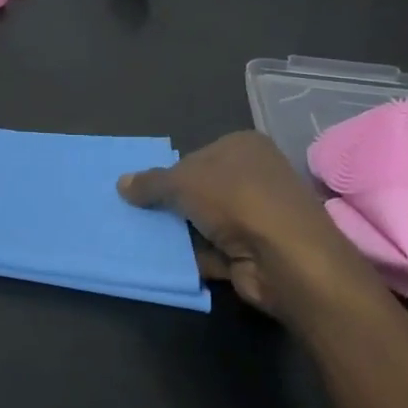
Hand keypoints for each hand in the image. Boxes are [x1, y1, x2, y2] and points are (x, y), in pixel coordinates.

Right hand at [119, 132, 390, 327]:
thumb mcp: (180, 181)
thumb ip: (149, 182)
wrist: (286, 260)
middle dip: (172, 202)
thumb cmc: (235, 200)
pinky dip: (192, 255)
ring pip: (205, 220)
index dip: (171, 170)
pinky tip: (162, 258)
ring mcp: (259, 216)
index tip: (144, 187)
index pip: (199, 153)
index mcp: (245, 147)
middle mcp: (256, 176)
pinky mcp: (256, 251)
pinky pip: (213, 250)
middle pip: (201, 188)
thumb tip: (121, 184)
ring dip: (180, 230)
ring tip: (140, 234)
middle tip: (135, 210)